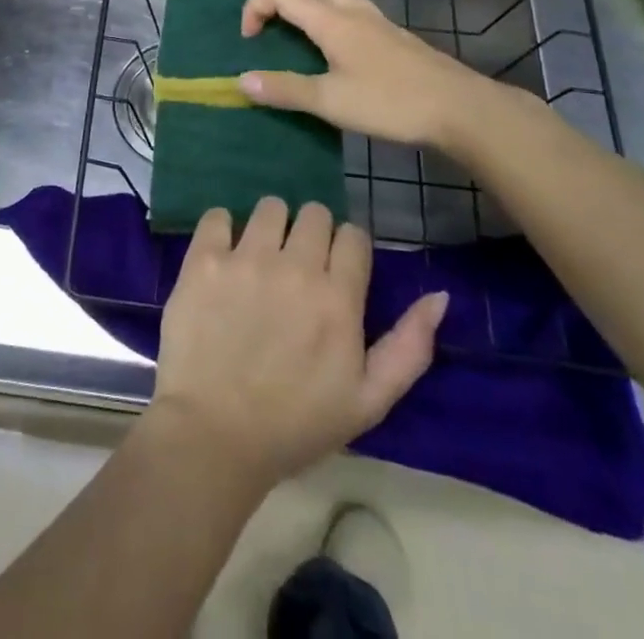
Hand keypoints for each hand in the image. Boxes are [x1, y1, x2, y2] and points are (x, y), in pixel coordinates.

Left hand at [146, 197, 446, 490]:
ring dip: (270, 227)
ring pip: (270, 207)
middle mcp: (295, 267)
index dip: (347, 250)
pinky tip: (222, 256)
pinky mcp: (204, 259)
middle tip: (297, 266)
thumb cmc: (295, 426)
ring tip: (260, 258)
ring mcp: (246, 259)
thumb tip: (439, 296)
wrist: (214, 436)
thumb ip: (409, 347)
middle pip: (314, 213)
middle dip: (311, 233)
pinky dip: (222, 229)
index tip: (335, 271)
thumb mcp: (368, 402)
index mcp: (338, 299)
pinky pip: (218, 216)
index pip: (353, 236)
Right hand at [237, 0, 542, 164]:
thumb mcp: (331, 102)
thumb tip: (240, 81)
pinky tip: (335, 30)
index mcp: (332, 21)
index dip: (256, 7)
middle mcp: (353, 11)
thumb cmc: (390, 102)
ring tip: (295, 3)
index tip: (247, 38)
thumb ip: (285, 90)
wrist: (459, 107)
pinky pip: (353, 4)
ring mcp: (377, 20)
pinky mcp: (393, 34)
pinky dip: (331, 3)